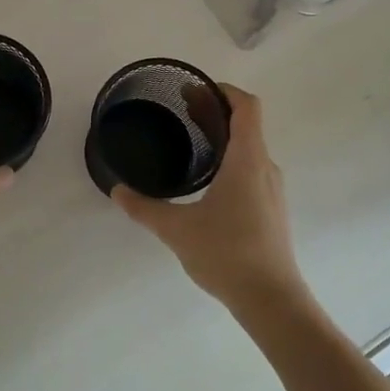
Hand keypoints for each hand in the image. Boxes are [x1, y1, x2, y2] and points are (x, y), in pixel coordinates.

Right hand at [111, 84, 312, 318]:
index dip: (222, 90)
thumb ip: (144, 207)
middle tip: (182, 109)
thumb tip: (117, 191)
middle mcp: (265, 167)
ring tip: (191, 140)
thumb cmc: (227, 254)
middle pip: (246, 124)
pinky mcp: (271, 209)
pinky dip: (230, 159)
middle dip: (215, 111)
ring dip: (223, 136)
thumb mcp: (176, 229)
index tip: (193, 91)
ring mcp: (272, 190)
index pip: (246, 106)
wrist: (272, 300)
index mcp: (248, 160)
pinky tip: (207, 180)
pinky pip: (252, 169)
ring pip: (250, 148)